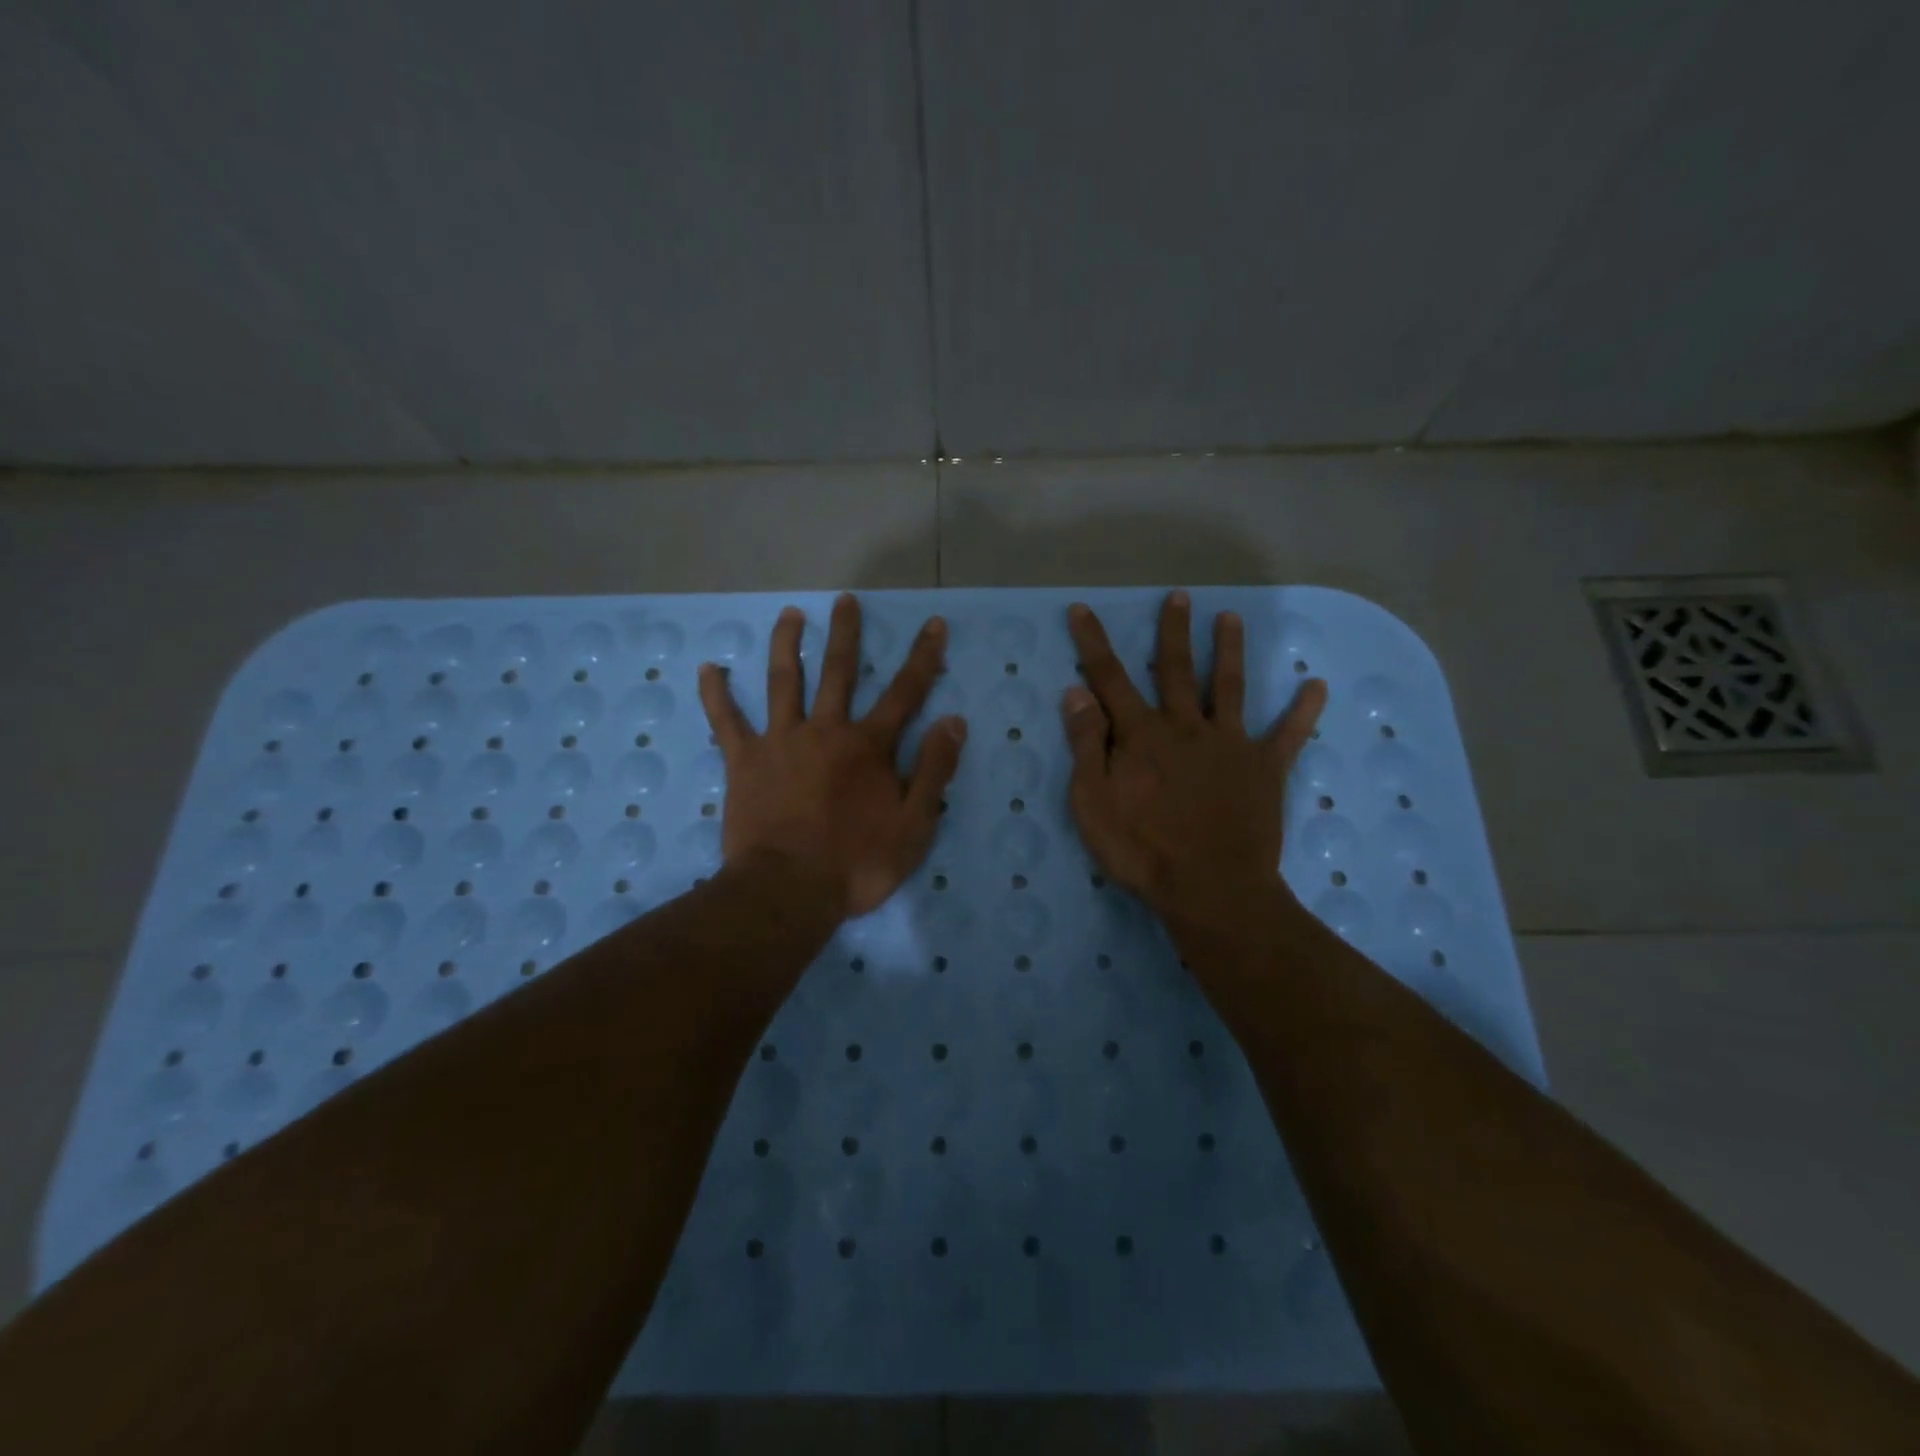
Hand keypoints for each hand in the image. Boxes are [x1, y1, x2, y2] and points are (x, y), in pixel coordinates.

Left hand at [699, 594, 966, 919]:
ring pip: (783, 681)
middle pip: (838, 671)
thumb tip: (953, 721)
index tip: (933, 624)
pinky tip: (709, 668)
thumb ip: (933, 770)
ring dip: (786, 644)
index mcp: (868, 746)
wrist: (787, 892)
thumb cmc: (857, 863)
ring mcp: (780, 741)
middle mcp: (825, 730)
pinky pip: (726, 721)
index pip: (905, 692)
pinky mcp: (743, 761)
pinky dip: (717, 694)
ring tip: (789, 614)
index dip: (923, 657)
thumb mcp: (914, 824)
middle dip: (845, 633)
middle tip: (845, 600)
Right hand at [1062, 591, 1325, 937]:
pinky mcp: (1265, 769)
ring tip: (1231, 618)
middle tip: (1179, 597)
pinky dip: (1302, 710)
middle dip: (1174, 632)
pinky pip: (1288, 735)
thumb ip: (1086, 745)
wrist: (1211, 889)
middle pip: (1176, 670)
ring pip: (1228, 688)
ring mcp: (1230, 744)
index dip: (1093, 643)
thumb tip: (1076, 692)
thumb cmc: (1142, 850)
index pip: (1109, 678)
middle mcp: (1186, 727)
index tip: (1082, 609)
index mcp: (1142, 734)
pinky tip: (1316, 686)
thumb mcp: (1093, 803)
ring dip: (1229, 651)